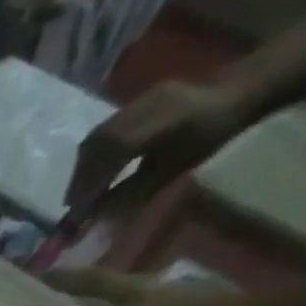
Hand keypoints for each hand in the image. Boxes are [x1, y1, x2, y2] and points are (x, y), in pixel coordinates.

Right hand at [65, 80, 250, 220]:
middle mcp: (147, 106)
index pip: (113, 152)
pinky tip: (92, 171)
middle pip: (98, 144)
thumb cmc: (206, 138)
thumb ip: (132, 192)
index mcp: (163, 122)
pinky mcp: (135, 100)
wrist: (233, 93)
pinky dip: (91, 154)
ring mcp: (139, 99)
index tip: (77, 211)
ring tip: (79, 190)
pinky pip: (104, 130)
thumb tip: (95, 212)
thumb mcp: (171, 172)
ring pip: (96, 137)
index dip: (90, 183)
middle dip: (80, 178)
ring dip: (82, 167)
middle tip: (72, 204)